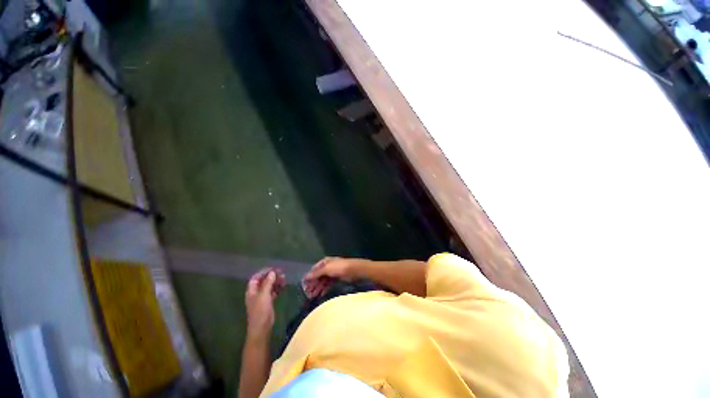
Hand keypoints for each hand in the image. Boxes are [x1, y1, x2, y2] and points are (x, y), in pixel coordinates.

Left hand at [245, 268, 284, 339]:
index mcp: (252, 290)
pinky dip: (278, 288)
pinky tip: (284, 286)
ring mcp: (262, 297)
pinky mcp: (268, 302)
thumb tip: (272, 272)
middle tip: (282, 273)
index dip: (264, 272)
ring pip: (269, 286)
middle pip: (264, 281)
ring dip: (276, 281)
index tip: (273, 269)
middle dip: (272, 276)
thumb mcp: (263, 295)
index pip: (256, 277)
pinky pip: (273, 291)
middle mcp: (256, 293)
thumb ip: (268, 283)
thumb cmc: (260, 311)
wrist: (262, 327)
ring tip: (284, 279)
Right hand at [302, 257, 359, 297]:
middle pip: (318, 276)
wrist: (354, 270)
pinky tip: (321, 294)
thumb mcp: (327, 269)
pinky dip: (324, 288)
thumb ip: (316, 273)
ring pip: (323, 281)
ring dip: (318, 288)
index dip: (309, 278)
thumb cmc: (340, 267)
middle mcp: (328, 266)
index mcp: (325, 262)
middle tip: (308, 294)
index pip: (314, 270)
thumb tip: (305, 277)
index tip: (304, 286)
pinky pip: (328, 284)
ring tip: (313, 296)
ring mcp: (333, 272)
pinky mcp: (337, 278)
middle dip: (313, 285)